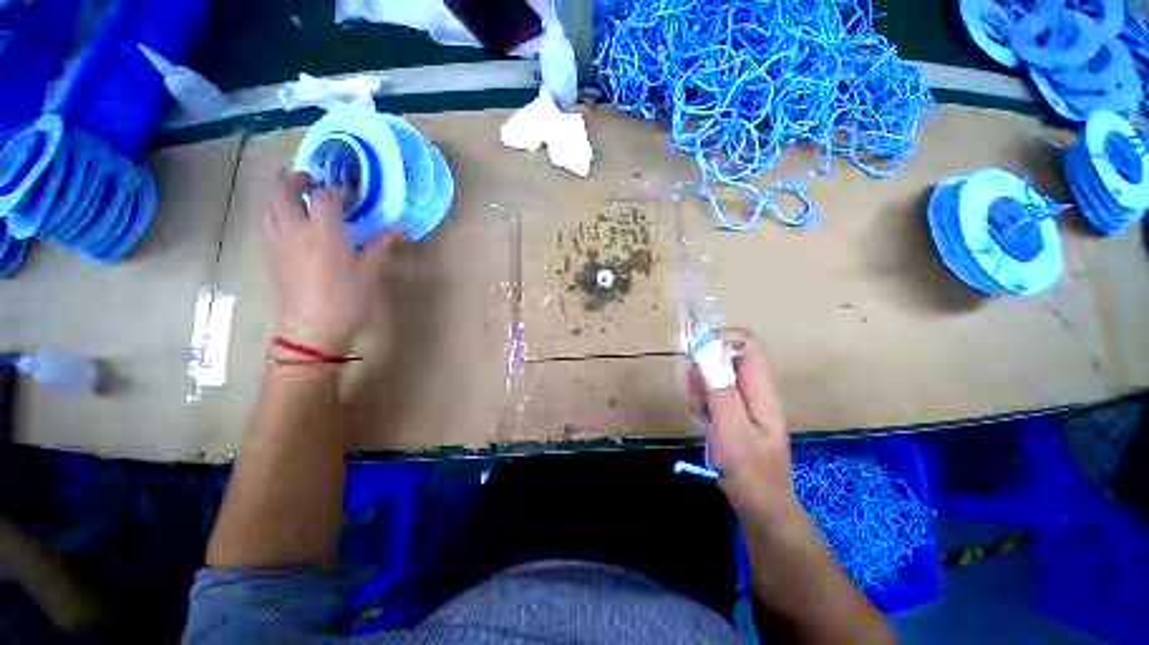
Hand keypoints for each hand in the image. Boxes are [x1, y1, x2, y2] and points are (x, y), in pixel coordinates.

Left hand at [263, 170, 400, 353]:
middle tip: (308, 175)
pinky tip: (284, 216)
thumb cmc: (346, 300)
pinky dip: (273, 210)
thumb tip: (401, 227)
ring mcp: (278, 242)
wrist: (311, 328)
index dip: (336, 189)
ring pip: (269, 205)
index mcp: (324, 233)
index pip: (325, 197)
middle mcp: (295, 230)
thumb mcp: (370, 273)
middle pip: (284, 192)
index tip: (347, 190)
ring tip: (290, 187)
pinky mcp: (270, 255)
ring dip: (277, 191)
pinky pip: (266, 222)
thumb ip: (382, 245)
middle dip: (294, 178)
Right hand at [687, 329, 803, 523]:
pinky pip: (713, 394)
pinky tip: (700, 418)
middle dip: (704, 370)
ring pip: (716, 377)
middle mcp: (754, 390)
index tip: (695, 352)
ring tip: (699, 412)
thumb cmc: (748, 469)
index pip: (747, 345)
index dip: (721, 340)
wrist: (761, 508)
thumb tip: (707, 354)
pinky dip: (701, 400)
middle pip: (726, 359)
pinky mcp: (733, 413)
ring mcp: (743, 402)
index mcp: (760, 389)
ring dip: (700, 388)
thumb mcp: (730, 427)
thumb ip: (719, 389)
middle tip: (696, 395)